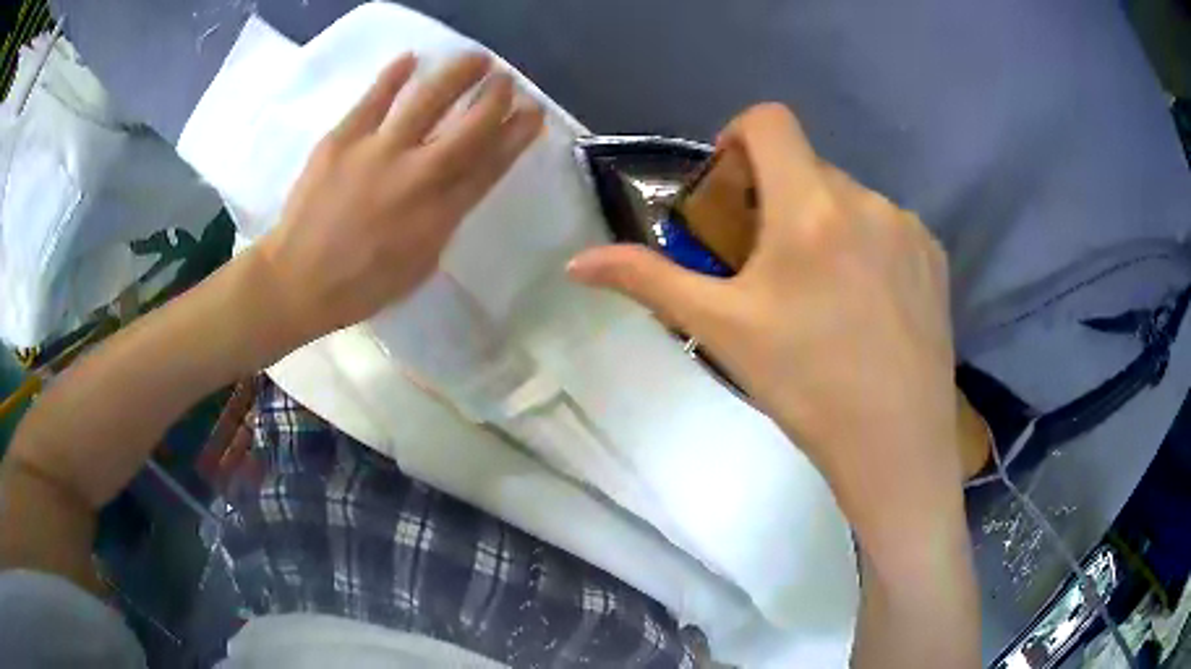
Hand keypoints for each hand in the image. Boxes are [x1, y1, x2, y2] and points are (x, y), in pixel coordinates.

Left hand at [257, 53, 543, 347]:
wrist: (297, 280)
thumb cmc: (361, 284)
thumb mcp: (420, 264)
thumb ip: (445, 220)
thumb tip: (458, 184)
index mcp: (439, 214)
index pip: (491, 163)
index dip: (517, 134)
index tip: (533, 112)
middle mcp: (416, 175)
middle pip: (469, 126)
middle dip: (495, 97)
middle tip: (505, 80)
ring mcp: (377, 151)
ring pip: (427, 100)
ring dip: (457, 74)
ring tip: (476, 58)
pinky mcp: (342, 139)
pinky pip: (374, 98)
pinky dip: (394, 75)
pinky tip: (411, 58)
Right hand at [568, 104, 958, 544]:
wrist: (895, 443)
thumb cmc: (806, 385)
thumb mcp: (720, 330)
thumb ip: (648, 281)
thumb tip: (575, 263)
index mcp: (810, 205)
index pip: (769, 120)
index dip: (738, 137)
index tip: (731, 190)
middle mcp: (865, 198)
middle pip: (807, 166)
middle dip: (778, 197)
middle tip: (769, 264)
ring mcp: (907, 227)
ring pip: (849, 200)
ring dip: (824, 224)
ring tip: (822, 294)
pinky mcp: (935, 256)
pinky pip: (888, 227)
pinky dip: (866, 246)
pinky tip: (867, 306)